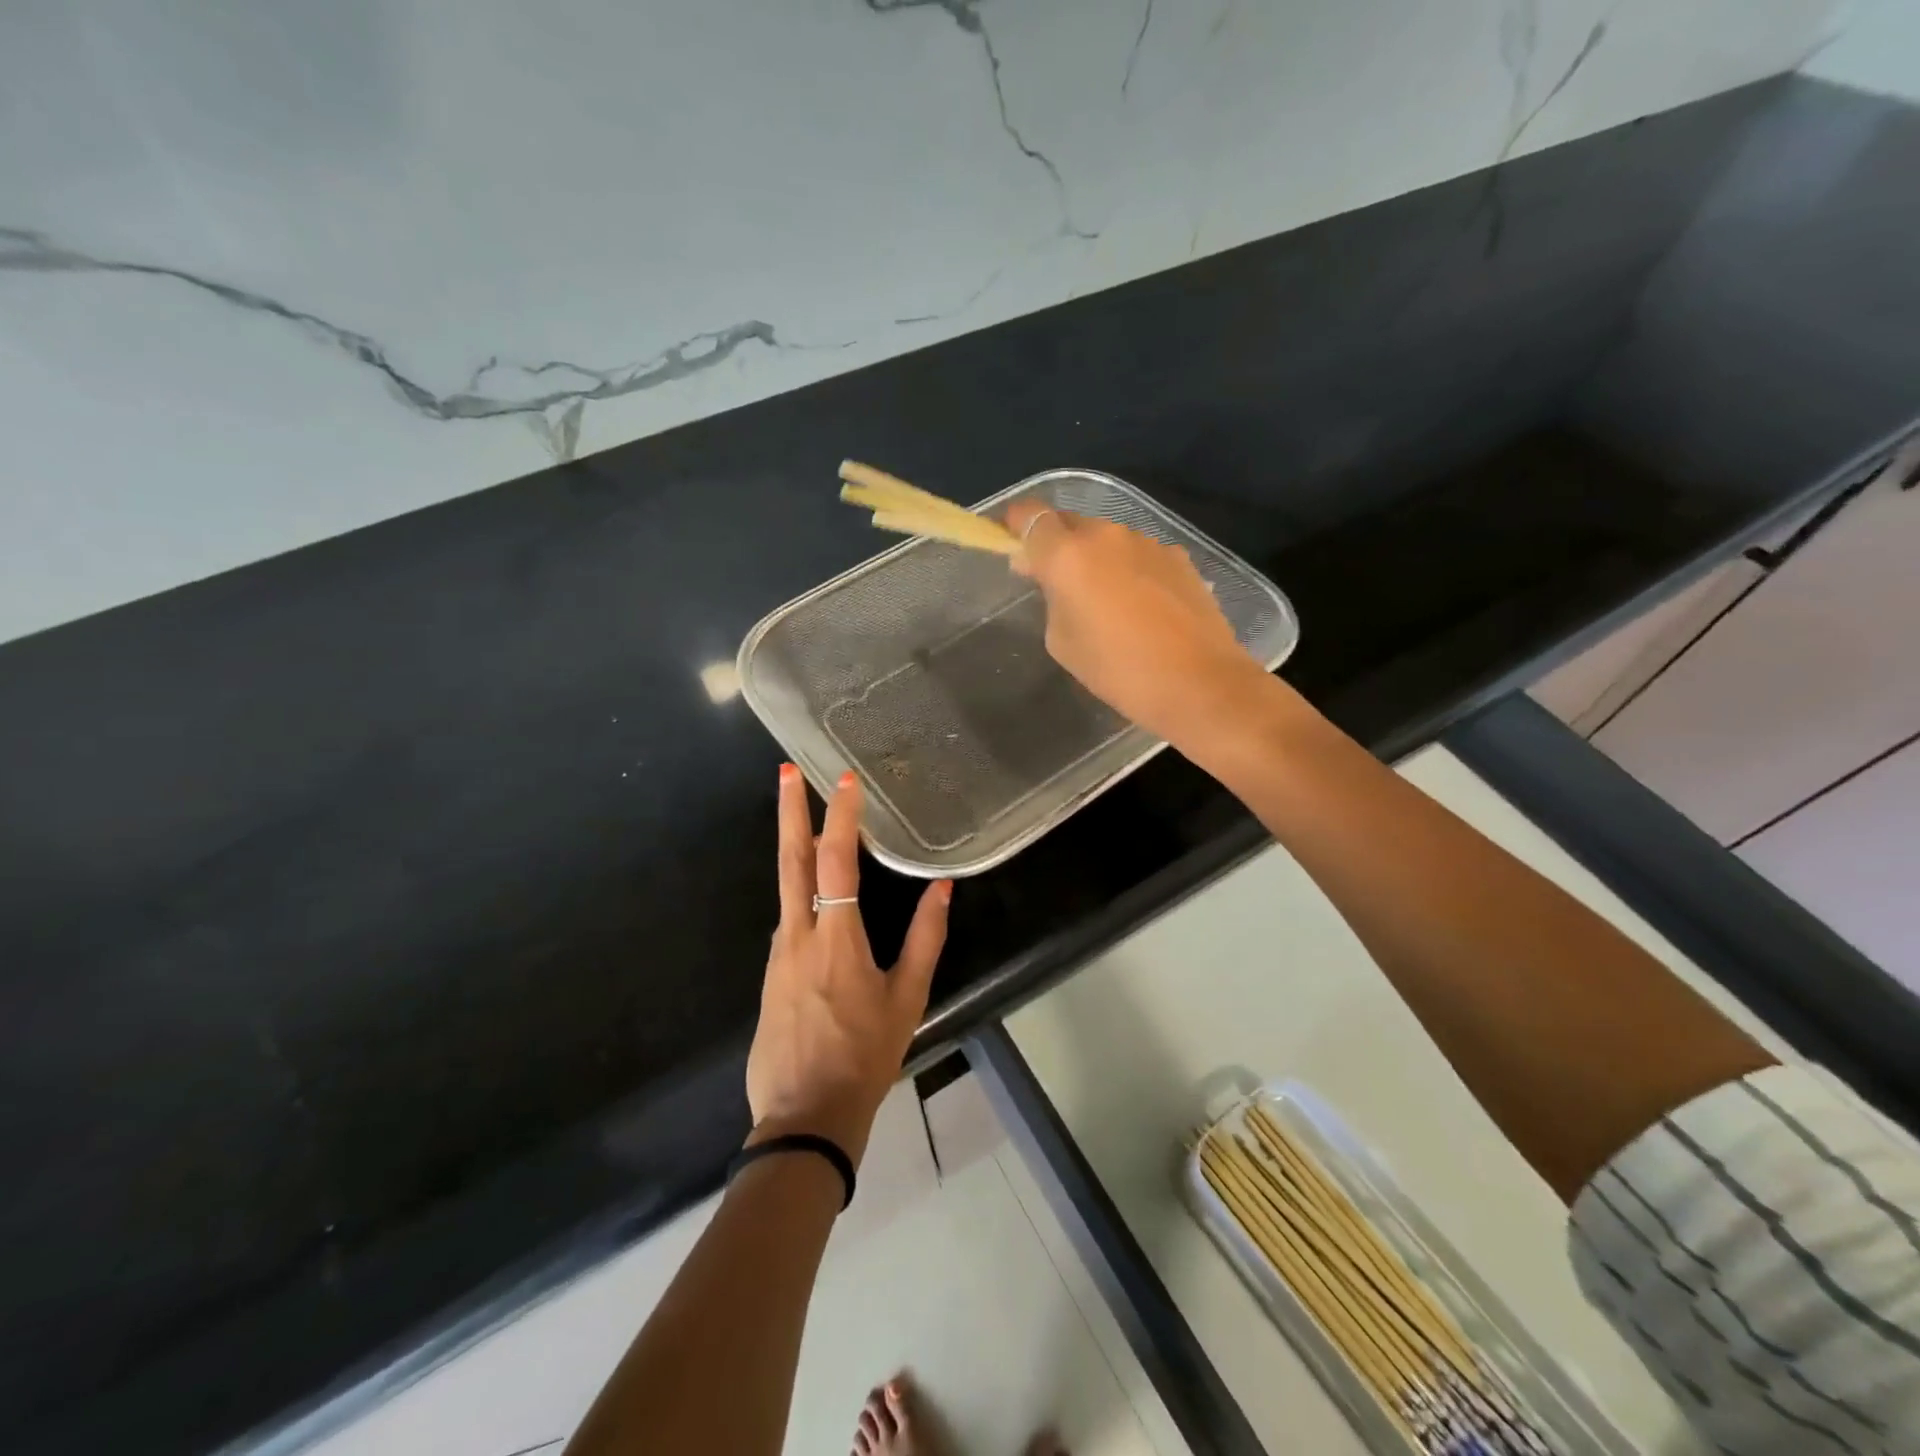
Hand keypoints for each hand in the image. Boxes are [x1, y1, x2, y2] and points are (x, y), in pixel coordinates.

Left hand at [745, 764, 951, 1166]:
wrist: (804, 1118)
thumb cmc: (865, 1057)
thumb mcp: (907, 999)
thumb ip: (926, 939)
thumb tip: (942, 889)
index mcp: (836, 938)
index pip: (837, 862)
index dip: (842, 817)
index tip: (846, 781)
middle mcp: (798, 935)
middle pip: (791, 860)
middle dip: (790, 811)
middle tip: (787, 772)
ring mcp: (777, 953)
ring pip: (787, 888)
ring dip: (798, 849)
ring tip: (814, 822)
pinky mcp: (770, 972)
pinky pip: (789, 919)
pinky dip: (801, 891)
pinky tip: (818, 895)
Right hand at [1005, 500, 1275, 751]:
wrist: (1198, 683)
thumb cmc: (1117, 670)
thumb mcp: (1062, 640)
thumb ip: (1052, 599)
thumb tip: (1055, 579)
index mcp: (1068, 555)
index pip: (1029, 516)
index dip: (1015, 526)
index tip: (1012, 546)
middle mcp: (1106, 535)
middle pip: (1069, 523)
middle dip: (1056, 546)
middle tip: (1055, 584)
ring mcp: (1147, 543)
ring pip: (1106, 540)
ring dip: (1096, 559)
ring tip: (1105, 602)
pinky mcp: (1178, 557)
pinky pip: (1138, 555)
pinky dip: (1128, 570)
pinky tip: (1140, 608)